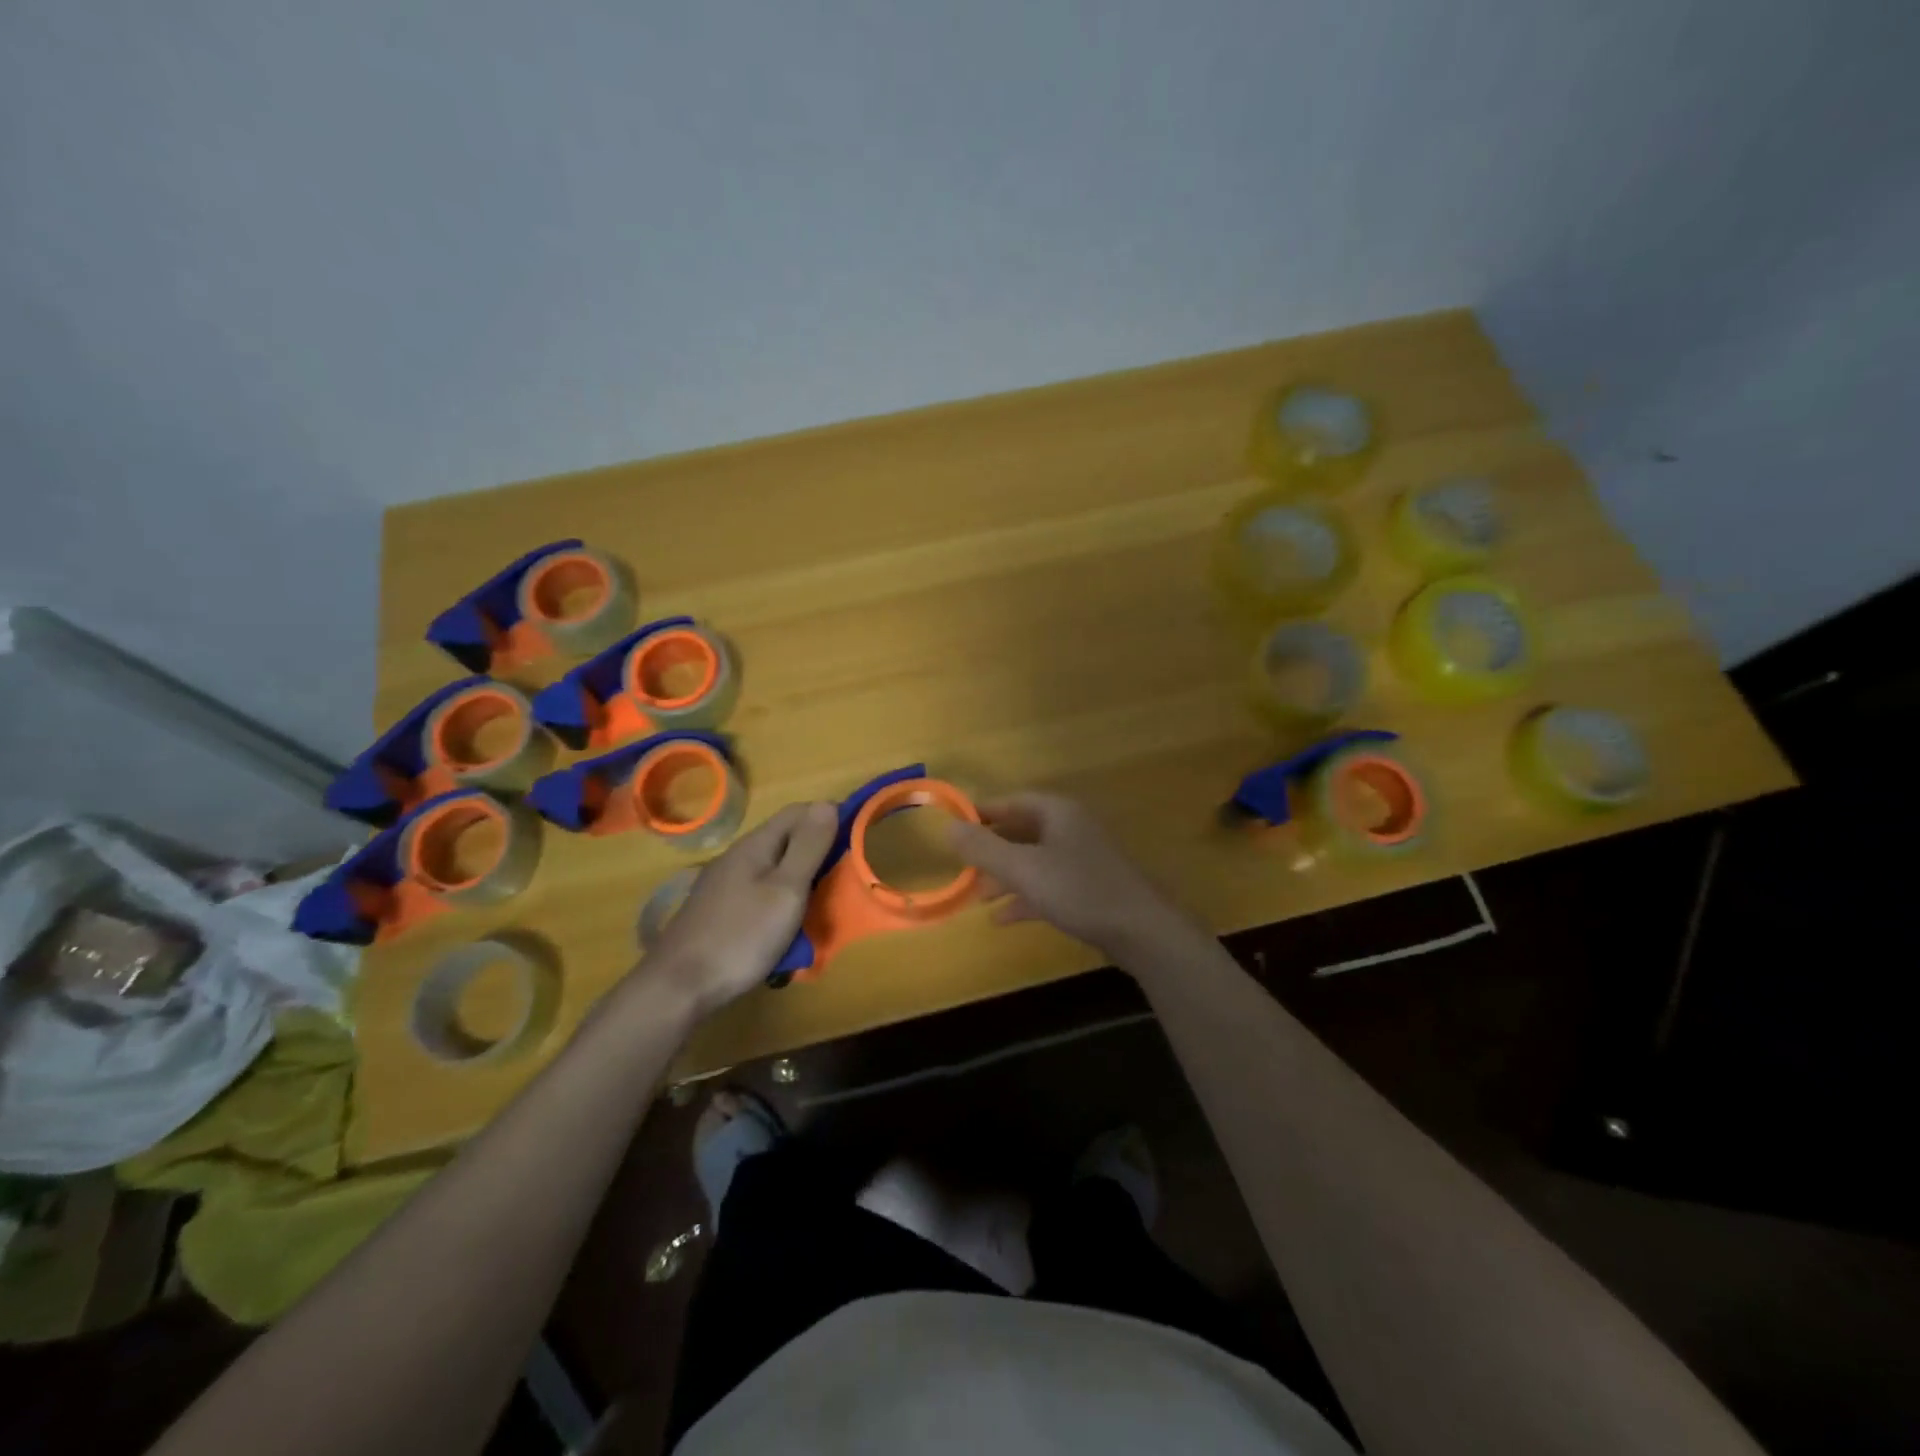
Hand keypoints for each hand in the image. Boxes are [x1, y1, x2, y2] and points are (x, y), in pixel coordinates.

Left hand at [639, 800, 836, 1019]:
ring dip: (799, 878)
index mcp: (755, 845)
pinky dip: (780, 899)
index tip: (857, 835)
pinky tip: (785, 924)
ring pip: (772, 868)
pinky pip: (759, 891)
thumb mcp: (786, 890)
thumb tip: (827, 803)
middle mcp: (738, 856)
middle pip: (785, 839)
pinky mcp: (718, 910)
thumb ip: (808, 847)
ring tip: (820, 902)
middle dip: (816, 850)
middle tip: (843, 876)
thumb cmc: (742, 935)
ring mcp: (724, 884)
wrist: (678, 985)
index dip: (828, 816)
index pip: (798, 812)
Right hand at [947, 792, 1191, 961]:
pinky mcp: (1090, 889)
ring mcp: (1083, 860)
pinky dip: (1025, 898)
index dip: (983, 812)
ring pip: (1034, 861)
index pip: (1013, 801)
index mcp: (1058, 813)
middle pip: (1022, 831)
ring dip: (1005, 877)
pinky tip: (1002, 918)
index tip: (954, 825)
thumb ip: (984, 848)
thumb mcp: (1024, 868)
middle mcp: (1071, 829)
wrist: (1142, 931)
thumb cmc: (1079, 889)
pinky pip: (1048, 886)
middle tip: (962, 866)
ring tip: (975, 896)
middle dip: (991, 850)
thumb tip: (946, 827)